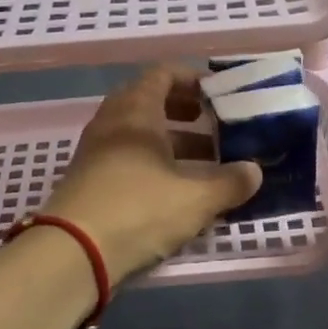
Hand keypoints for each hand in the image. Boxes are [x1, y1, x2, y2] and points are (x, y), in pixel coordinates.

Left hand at [41, 66, 260, 283]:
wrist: (73, 253)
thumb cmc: (138, 210)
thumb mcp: (195, 199)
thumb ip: (229, 183)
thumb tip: (254, 172)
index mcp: (136, 112)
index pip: (164, 74)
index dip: (194, 79)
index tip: (221, 94)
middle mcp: (112, 124)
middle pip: (151, 104)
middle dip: (187, 114)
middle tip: (217, 127)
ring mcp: (96, 154)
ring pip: (140, 136)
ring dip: (173, 144)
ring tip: (208, 162)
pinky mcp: (90, 182)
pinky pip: (129, 161)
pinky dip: (156, 166)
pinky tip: (179, 190)